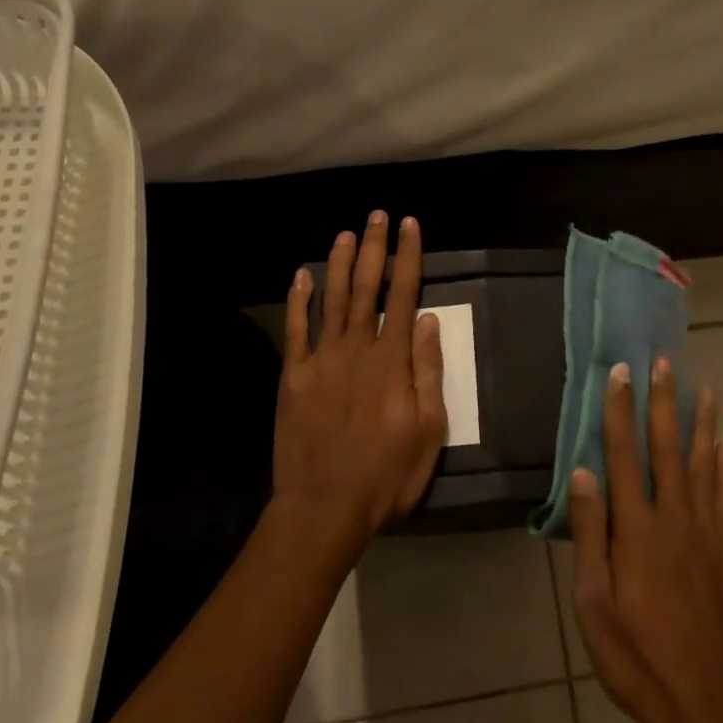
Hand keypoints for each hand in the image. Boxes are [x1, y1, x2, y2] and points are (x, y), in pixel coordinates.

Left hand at [272, 212, 446, 544]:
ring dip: (339, 263)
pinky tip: (301, 275)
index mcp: (392, 360)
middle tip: (377, 216)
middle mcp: (356, 348)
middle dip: (373, 248)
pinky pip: (295, 330)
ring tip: (345, 232)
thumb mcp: (428, 430)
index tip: (410, 226)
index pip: (404, 295)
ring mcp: (320, 360)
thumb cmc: (386, 473)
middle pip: (366, 287)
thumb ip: (428, 371)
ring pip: (331, 300)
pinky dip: (298, 300)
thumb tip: (429, 321)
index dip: (408, 257)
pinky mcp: (293, 377)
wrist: (325, 506)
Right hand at [570, 358, 722, 722]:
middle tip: (666, 363)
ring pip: (705, 466)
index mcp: (637, 531)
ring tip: (705, 390)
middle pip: (669, 449)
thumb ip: (590, 535)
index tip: (621, 373)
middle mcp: (675, 520)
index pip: (625, 456)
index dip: (621, 411)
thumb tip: (584, 473)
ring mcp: (707, 535)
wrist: (708, 709)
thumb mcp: (594, 605)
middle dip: (665, 403)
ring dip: (703, 424)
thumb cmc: (637, 659)